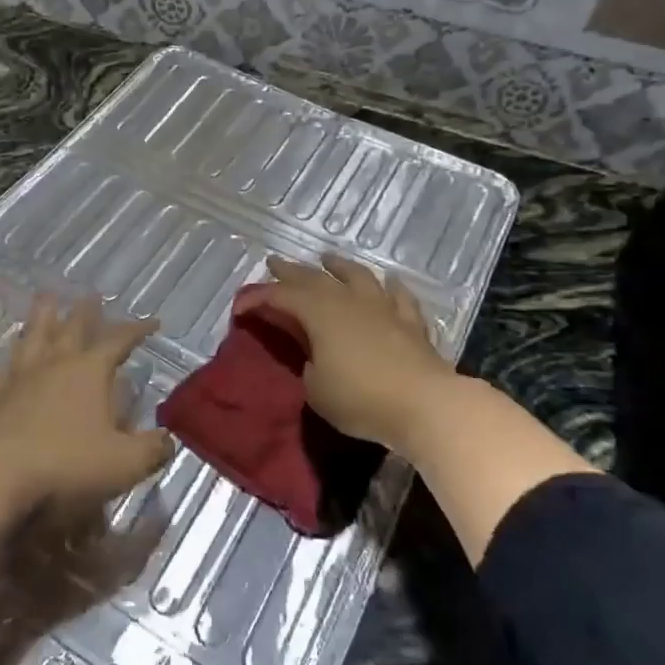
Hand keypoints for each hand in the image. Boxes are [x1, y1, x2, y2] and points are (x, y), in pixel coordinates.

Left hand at [0, 294, 175, 515]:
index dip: (136, 330)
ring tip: (44, 298)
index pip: (118, 342)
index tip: (153, 322)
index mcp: (88, 373)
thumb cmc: (66, 468)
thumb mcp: (125, 464)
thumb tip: (169, 438)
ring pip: (29, 340)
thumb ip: (151, 449)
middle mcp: (52, 367)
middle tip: (90, 295)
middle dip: (85, 313)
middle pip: (71, 330)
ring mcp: (15, 381)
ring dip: (38, 319)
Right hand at [237, 253, 458, 458]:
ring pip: (357, 275)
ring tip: (328, 259)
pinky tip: (388, 282)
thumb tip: (316, 356)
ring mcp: (383, 307)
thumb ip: (308, 365)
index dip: (257, 298)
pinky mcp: (410, 322)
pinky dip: (389, 287)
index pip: (280, 297)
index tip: (239, 307)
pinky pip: (398, 296)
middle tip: (274, 263)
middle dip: (290, 271)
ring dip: (339, 266)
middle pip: (314, 278)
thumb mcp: (316, 389)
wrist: (424, 404)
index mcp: (319, 312)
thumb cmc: (360, 398)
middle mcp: (349, 300)